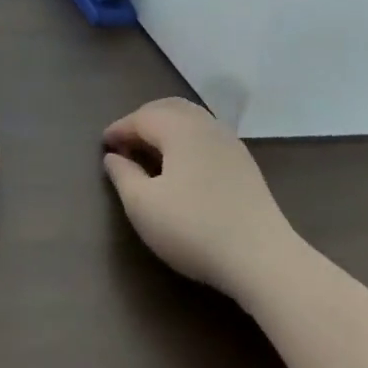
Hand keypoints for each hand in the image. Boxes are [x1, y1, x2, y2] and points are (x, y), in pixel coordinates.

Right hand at [102, 97, 299, 295]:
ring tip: (151, 152)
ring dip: (166, 128)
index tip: (104, 146)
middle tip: (126, 143)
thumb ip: (123, 175)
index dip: (119, 129)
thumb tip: (113, 157)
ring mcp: (230, 142)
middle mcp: (206, 125)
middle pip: (168, 108)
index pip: (141, 117)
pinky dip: (186, 139)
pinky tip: (182, 165)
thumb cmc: (194, 228)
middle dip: (143, 120)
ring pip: (191, 119)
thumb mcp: (143, 206)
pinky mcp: (245, 163)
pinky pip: (207, 135)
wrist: (263, 259)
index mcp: (179, 128)